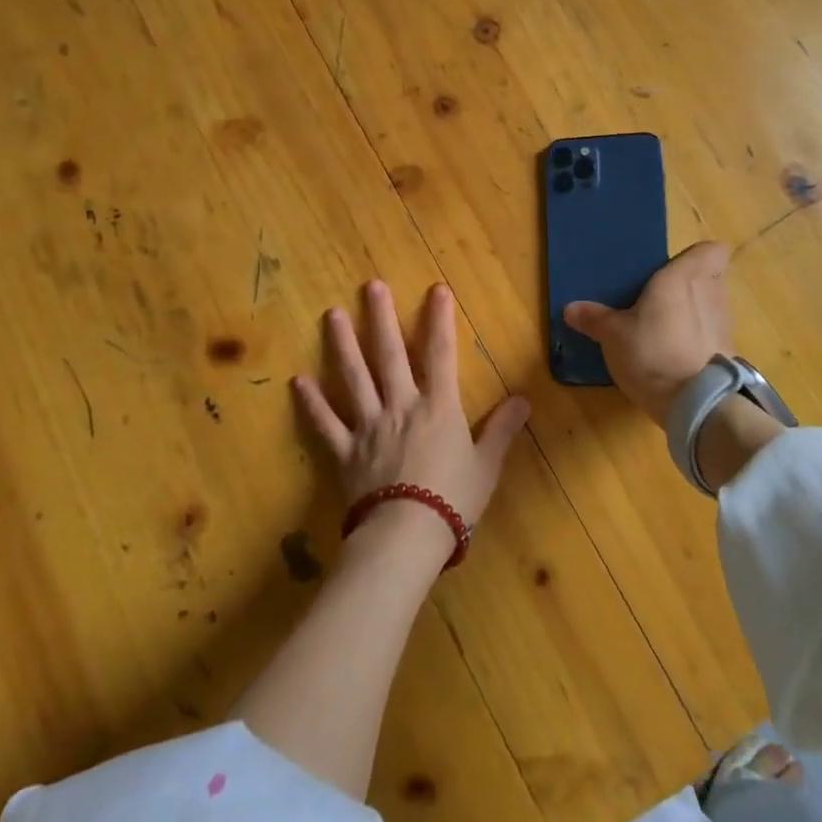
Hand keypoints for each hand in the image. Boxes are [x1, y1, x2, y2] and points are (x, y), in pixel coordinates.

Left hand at [293, 281, 530, 553]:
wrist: (406, 536)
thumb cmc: (453, 500)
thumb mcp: (487, 465)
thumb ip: (502, 429)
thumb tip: (524, 399)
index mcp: (438, 407)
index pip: (441, 354)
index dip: (440, 320)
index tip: (436, 289)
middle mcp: (401, 406)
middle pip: (390, 354)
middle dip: (381, 317)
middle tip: (372, 286)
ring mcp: (369, 426)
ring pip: (354, 377)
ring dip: (343, 344)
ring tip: (331, 314)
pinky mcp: (345, 451)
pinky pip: (326, 423)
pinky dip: (312, 402)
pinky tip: (297, 381)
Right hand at [562, 241, 733, 424]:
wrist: (697, 404)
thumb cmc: (653, 352)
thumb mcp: (613, 335)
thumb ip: (594, 318)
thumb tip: (570, 308)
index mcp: (684, 277)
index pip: (714, 250)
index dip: (699, 256)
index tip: (675, 268)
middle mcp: (712, 293)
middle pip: (713, 276)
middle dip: (693, 284)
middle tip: (664, 295)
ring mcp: (725, 325)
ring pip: (715, 306)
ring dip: (697, 312)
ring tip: (668, 326)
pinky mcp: (729, 354)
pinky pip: (715, 335)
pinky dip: (701, 340)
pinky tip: (678, 354)